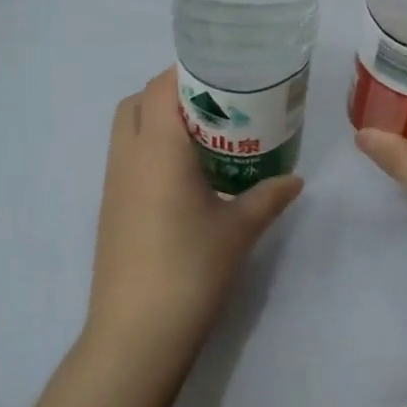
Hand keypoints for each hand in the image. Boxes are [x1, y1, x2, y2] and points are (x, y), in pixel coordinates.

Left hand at [86, 68, 302, 362]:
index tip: (222, 76)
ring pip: (128, 130)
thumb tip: (296, 179)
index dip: (187, 72)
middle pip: (138, 101)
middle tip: (214, 107)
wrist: (136, 334)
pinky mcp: (110, 208)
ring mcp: (113, 184)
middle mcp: (128, 156)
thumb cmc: (190, 269)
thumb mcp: (239, 229)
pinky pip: (127, 158)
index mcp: (158, 149)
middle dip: (171, 93)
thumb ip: (269, 196)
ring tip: (203, 139)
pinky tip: (184, 178)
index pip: (161, 86)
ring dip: (158, 122)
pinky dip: (150, 150)